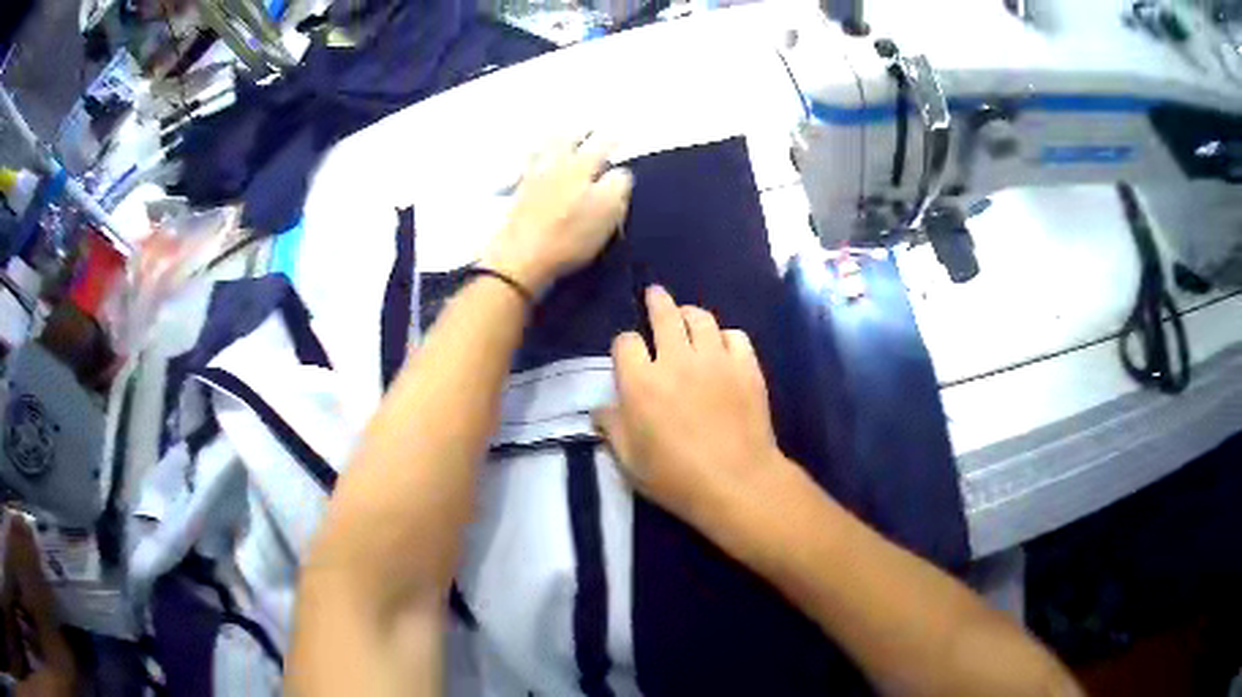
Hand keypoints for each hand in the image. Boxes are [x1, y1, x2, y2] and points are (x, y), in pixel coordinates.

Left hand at [482, 135, 632, 294]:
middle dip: (580, 131)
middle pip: (568, 138)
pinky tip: (531, 158)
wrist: (521, 256)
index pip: (602, 145)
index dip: (613, 140)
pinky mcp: (516, 193)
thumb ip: (619, 185)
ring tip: (560, 134)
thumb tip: (620, 171)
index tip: (620, 135)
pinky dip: (531, 155)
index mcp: (581, 166)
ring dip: (554, 138)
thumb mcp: (608, 211)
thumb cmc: (570, 235)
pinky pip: (524, 164)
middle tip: (588, 128)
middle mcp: (555, 163)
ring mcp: (532, 176)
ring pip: (543, 146)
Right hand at [594, 285, 787, 527]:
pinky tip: (722, 345)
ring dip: (689, 313)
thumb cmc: (676, 478)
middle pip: (664, 314)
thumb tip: (602, 408)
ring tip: (687, 316)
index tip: (629, 354)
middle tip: (655, 294)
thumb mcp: (630, 461)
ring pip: (701, 318)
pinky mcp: (747, 366)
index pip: (626, 342)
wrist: (737, 482)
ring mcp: (716, 359)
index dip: (625, 344)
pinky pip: (735, 335)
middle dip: (656, 301)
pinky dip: (725, 336)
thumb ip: (612, 428)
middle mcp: (676, 360)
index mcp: (641, 382)